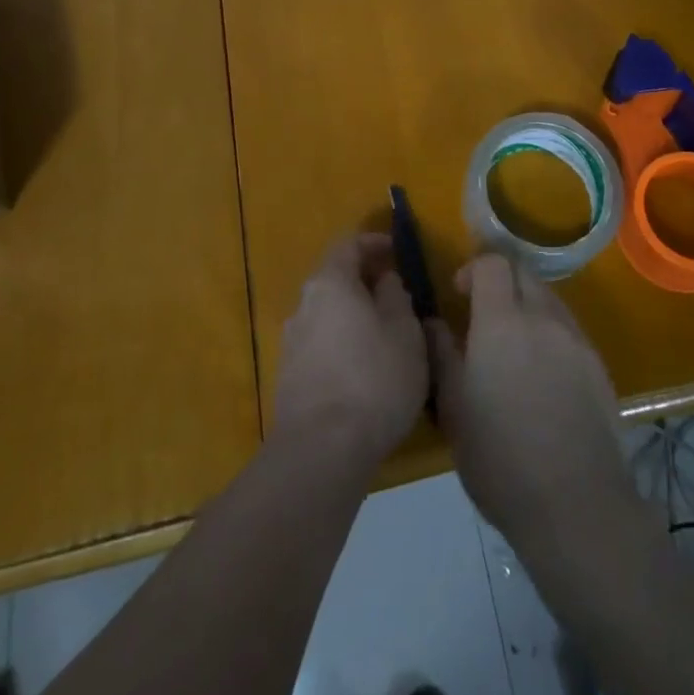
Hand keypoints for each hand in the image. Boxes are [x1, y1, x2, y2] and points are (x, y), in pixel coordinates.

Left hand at [273, 233, 429, 472]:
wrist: (321, 451)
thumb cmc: (374, 379)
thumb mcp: (404, 332)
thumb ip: (395, 297)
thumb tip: (384, 280)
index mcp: (330, 283)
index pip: (348, 244)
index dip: (373, 243)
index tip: (395, 251)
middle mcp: (304, 305)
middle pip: (334, 280)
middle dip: (363, 283)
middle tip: (394, 295)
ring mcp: (291, 343)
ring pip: (327, 316)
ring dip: (352, 317)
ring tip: (383, 337)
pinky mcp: (288, 379)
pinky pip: (320, 347)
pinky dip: (342, 346)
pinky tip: (363, 371)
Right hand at [428, 254, 639, 552]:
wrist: (576, 505)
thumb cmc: (500, 457)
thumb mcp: (453, 408)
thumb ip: (440, 354)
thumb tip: (433, 322)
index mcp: (502, 321)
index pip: (493, 263)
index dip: (474, 269)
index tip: (460, 294)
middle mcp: (543, 318)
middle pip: (524, 274)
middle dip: (502, 282)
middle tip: (484, 315)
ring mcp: (576, 341)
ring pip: (549, 300)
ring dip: (527, 306)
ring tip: (513, 346)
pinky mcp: (599, 367)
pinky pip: (569, 330)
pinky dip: (550, 334)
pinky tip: (542, 374)